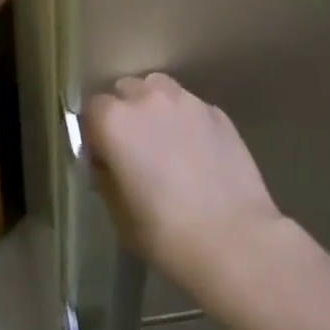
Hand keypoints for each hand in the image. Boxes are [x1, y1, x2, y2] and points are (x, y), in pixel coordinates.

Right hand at [84, 74, 285, 294]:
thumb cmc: (168, 235)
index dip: (96, 133)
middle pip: (126, 90)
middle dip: (125, 113)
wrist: (236, 240)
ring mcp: (186, 101)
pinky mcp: (217, 112)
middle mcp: (148, 99)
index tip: (104, 159)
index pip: (93, 109)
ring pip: (160, 89)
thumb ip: (108, 177)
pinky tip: (197, 152)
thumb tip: (109, 163)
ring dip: (155, 108)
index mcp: (116, 122)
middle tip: (135, 150)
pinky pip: (191, 106)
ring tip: (166, 142)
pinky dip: (186, 120)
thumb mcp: (121, 216)